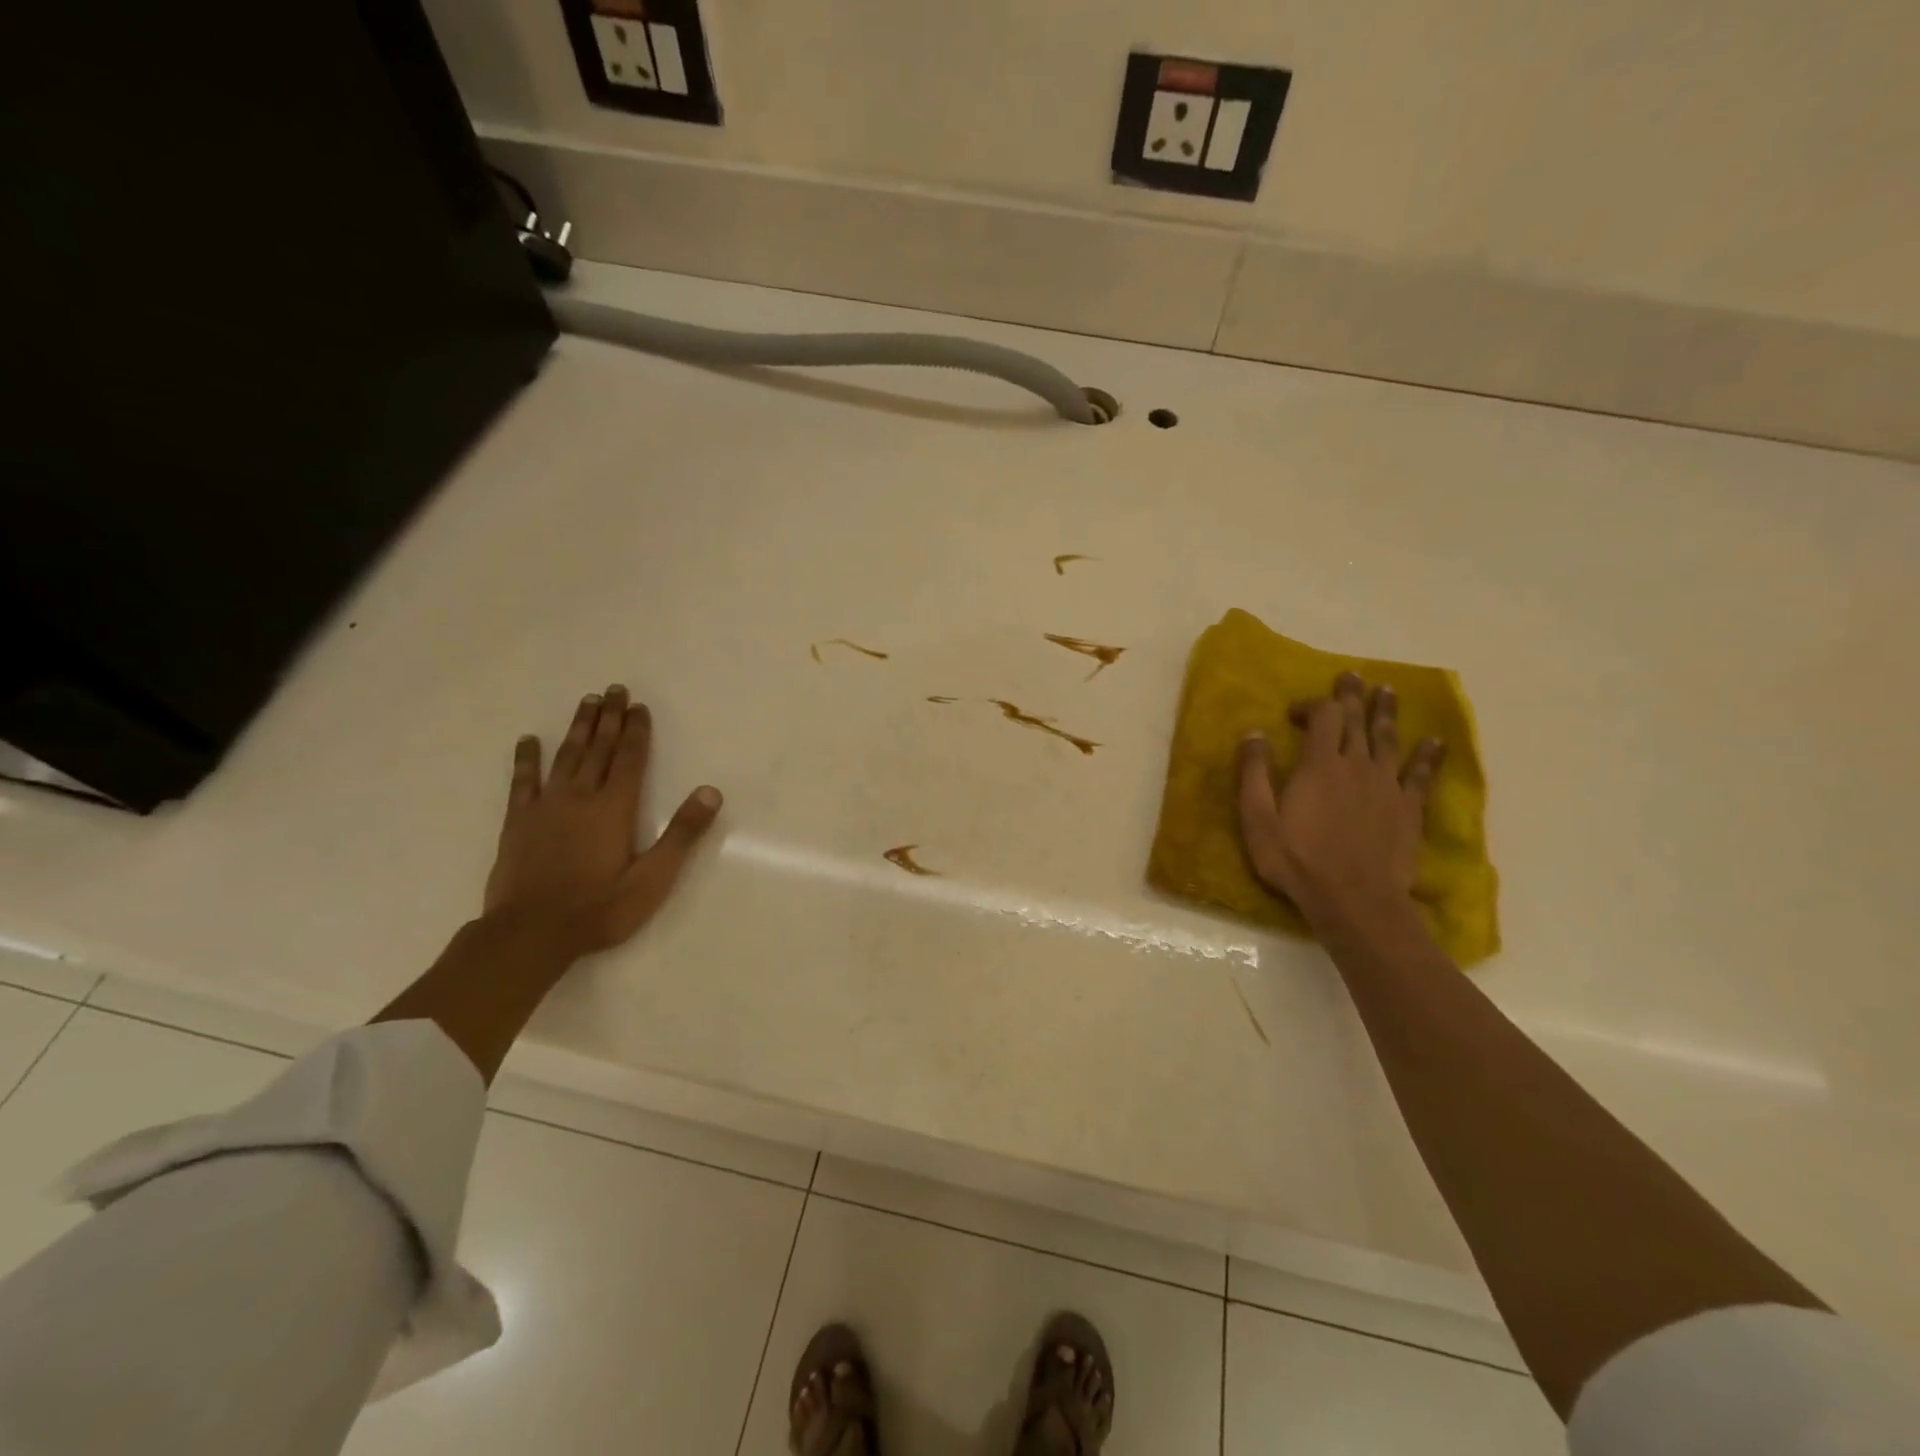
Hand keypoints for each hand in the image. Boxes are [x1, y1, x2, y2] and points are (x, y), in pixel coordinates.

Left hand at [483, 685, 722, 956]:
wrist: (530, 935)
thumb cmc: (599, 909)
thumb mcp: (653, 879)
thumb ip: (682, 834)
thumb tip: (710, 792)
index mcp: (614, 808)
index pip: (630, 759)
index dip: (636, 731)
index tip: (639, 706)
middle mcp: (580, 797)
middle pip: (598, 749)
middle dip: (609, 718)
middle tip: (614, 689)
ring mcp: (545, 807)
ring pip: (565, 756)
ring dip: (578, 728)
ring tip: (586, 702)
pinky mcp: (518, 822)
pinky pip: (522, 781)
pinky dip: (526, 759)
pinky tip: (529, 741)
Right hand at [1236, 671, 1442, 927]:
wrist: (1354, 899)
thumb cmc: (1297, 859)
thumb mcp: (1258, 819)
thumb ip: (1254, 774)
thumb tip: (1253, 733)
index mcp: (1320, 765)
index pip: (1323, 718)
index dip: (1313, 705)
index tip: (1296, 712)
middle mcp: (1357, 765)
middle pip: (1358, 721)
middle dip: (1353, 696)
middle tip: (1353, 676)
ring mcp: (1387, 785)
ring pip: (1389, 739)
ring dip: (1387, 713)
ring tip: (1388, 691)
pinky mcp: (1408, 808)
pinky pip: (1421, 774)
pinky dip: (1428, 755)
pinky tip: (1434, 741)